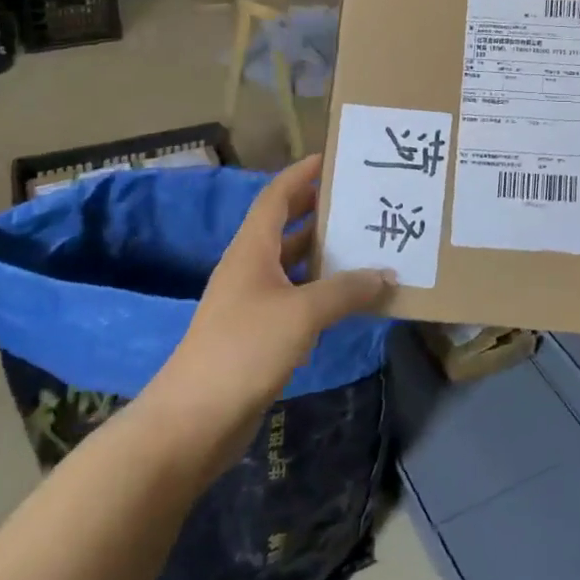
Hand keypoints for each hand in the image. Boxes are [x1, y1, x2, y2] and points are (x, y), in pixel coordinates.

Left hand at [145, 156, 393, 437]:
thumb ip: (347, 290)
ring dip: (325, 253)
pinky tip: (351, 297)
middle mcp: (250, 268)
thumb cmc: (244, 349)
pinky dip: (322, 291)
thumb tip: (387, 274)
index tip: (333, 158)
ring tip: (367, 242)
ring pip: (293, 265)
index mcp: (252, 250)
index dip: (301, 174)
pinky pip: (296, 298)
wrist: (192, 421)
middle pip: (286, 226)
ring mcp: (251, 303)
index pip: (276, 196)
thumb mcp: (302, 313)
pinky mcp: (257, 334)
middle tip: (361, 199)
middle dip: (319, 210)